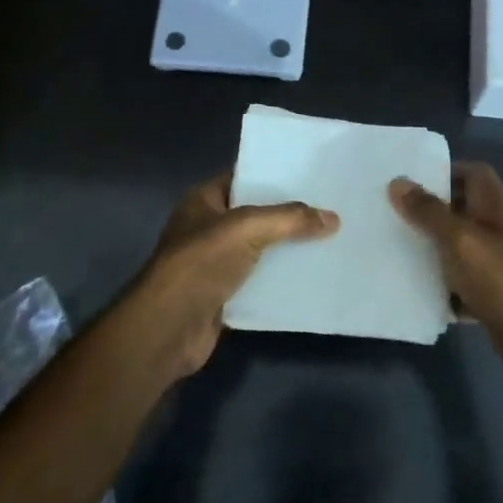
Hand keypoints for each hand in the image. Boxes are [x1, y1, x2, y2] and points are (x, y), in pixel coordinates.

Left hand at [118, 172, 338, 377]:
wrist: (169, 327)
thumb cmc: (201, 264)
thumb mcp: (247, 228)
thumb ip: (290, 219)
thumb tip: (333, 218)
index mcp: (203, 201)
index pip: (243, 178)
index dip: (274, 174)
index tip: (312, 174)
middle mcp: (207, 228)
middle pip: (256, 215)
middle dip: (289, 215)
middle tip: (330, 208)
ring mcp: (214, 264)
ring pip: (260, 250)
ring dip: (288, 249)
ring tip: (330, 240)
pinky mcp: (224, 296)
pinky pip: (259, 282)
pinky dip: (281, 281)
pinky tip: (313, 277)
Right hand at [389, 162, 502, 391]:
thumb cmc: (502, 280)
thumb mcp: (460, 240)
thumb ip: (429, 211)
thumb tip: (397, 181)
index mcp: (495, 210)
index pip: (475, 174)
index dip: (447, 170)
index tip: (411, 180)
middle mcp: (497, 234)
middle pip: (461, 211)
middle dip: (429, 212)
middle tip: (391, 214)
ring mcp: (495, 267)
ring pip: (456, 249)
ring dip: (430, 250)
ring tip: (392, 248)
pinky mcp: (489, 298)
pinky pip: (458, 285)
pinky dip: (439, 288)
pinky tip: (412, 291)